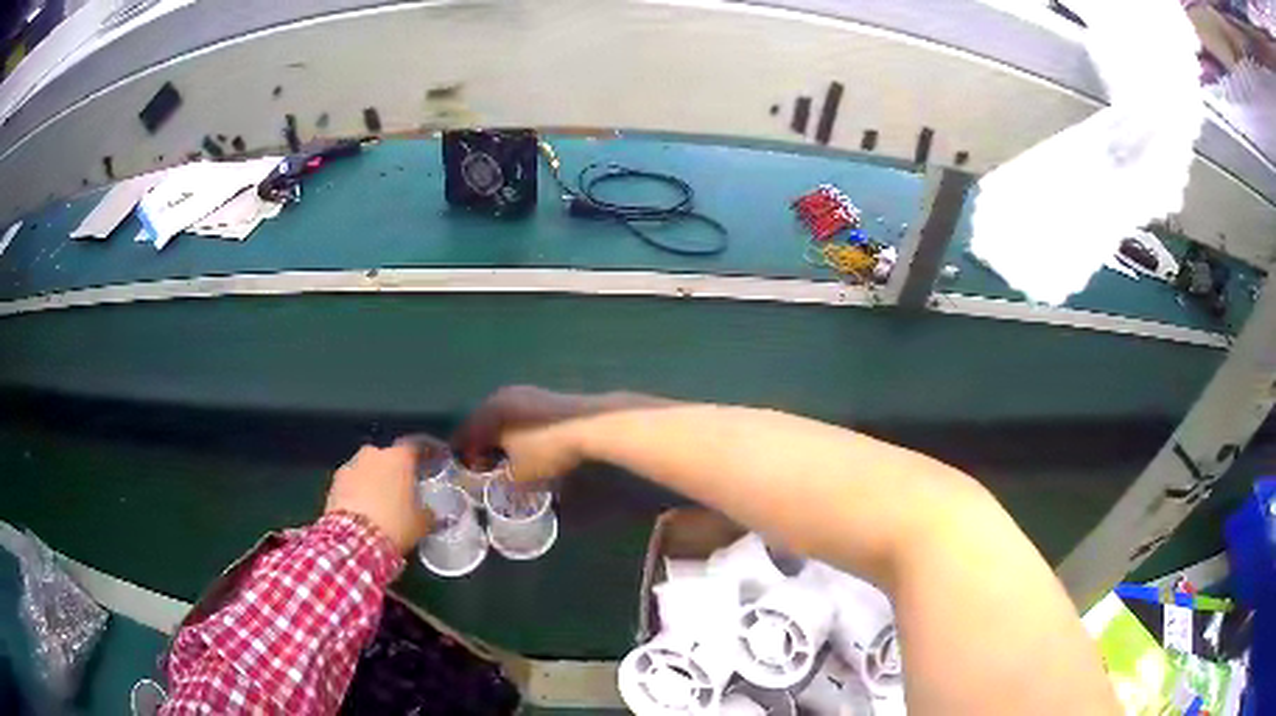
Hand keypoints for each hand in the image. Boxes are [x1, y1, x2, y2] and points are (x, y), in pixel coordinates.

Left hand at [325, 438, 434, 552]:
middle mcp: (374, 454)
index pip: (415, 447)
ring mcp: (351, 465)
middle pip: (387, 457)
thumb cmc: (395, 525)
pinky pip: (351, 482)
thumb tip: (431, 512)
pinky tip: (361, 509)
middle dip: (392, 470)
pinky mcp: (334, 481)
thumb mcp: (422, 523)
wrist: (355, 539)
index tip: (427, 466)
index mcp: (399, 458)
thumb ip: (428, 512)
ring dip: (372, 480)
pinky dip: (356, 491)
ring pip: (366, 468)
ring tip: (378, 502)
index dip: (422, 456)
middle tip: (400, 490)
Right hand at [452, 385, 673, 481]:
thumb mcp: (518, 475)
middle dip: (482, 447)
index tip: (465, 474)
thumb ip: (499, 481)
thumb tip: (493, 484)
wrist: (590, 424)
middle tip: (485, 470)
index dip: (462, 457)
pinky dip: (517, 431)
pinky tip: (528, 447)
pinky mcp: (543, 396)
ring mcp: (523, 393)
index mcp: (486, 413)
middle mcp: (500, 397)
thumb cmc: (546, 450)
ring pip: (502, 419)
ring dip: (501, 439)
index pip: (463, 435)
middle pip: (481, 425)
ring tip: (507, 461)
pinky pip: (520, 416)